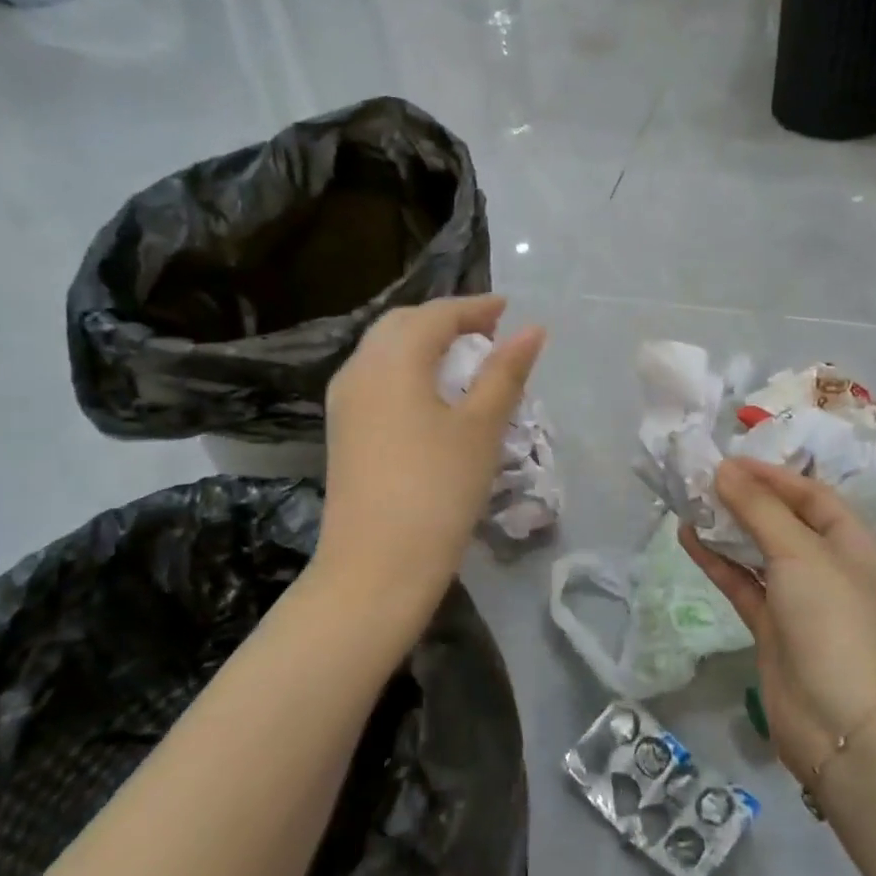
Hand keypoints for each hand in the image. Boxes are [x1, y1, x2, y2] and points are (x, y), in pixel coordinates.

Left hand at [317, 296, 545, 617]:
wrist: (375, 568)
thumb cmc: (437, 490)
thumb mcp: (481, 428)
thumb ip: (505, 373)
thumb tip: (532, 330)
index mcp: (393, 360)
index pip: (436, 315)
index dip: (475, 307)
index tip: (507, 309)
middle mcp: (360, 369)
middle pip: (403, 325)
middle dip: (446, 320)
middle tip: (488, 333)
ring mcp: (344, 402)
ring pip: (385, 350)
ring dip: (424, 344)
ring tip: (465, 361)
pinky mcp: (343, 431)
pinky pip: (376, 378)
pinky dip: (407, 370)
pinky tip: (432, 395)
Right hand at [681, 458, 875, 785]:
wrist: (846, 728)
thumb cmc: (836, 622)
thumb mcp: (801, 553)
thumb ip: (760, 509)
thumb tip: (724, 469)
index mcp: (854, 543)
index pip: (811, 495)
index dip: (771, 475)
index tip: (728, 461)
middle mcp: (830, 566)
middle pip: (784, 521)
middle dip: (745, 499)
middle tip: (701, 479)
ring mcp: (801, 600)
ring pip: (759, 552)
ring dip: (728, 528)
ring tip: (689, 503)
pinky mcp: (774, 628)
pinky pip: (743, 584)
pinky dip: (719, 562)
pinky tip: (690, 539)